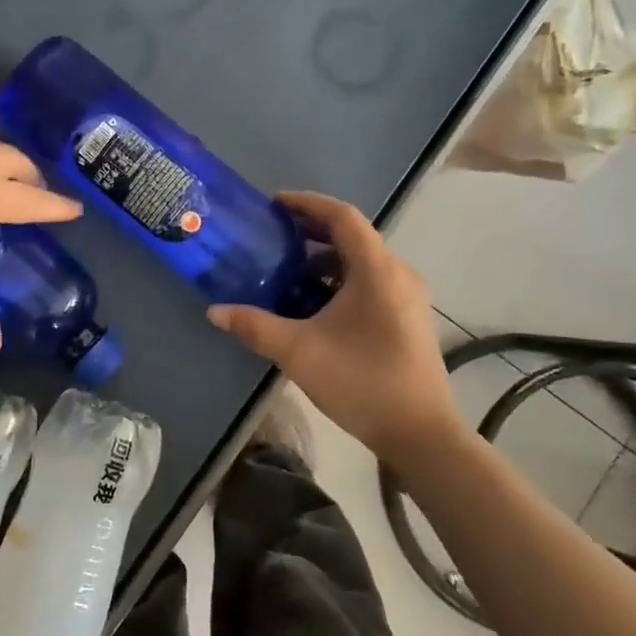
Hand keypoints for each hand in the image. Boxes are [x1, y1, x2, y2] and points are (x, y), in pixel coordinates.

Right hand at [208, 191, 463, 460]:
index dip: (307, 203)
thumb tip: (215, 311)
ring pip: (363, 262)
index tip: (274, 204)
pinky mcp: (408, 318)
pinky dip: (341, 280)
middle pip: (354, 236)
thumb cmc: (361, 381)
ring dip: (326, 259)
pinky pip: (372, 282)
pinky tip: (316, 306)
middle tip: (274, 236)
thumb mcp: (298, 351)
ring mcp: (408, 297)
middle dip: (312, 231)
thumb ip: (255, 326)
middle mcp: (398, 274)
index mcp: (377, 270)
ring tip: (289, 273)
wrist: (420, 433)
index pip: (343, 216)